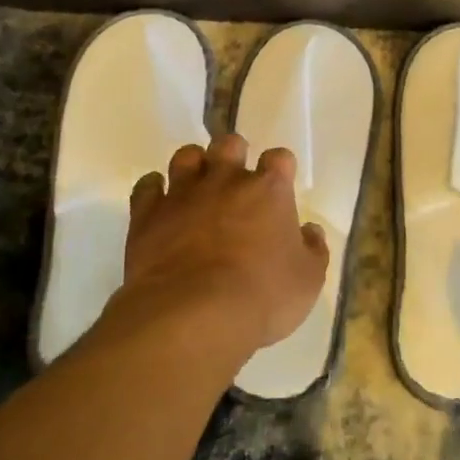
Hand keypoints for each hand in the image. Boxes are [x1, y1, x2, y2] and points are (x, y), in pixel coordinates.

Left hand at [113, 133, 327, 354]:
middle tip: (235, 180)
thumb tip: (310, 231)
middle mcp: (226, 180)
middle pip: (229, 144)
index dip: (280, 168)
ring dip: (193, 165)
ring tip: (196, 185)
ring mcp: (184, 194)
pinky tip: (159, 202)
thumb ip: (313, 250)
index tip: (279, 184)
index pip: (279, 158)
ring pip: (186, 156)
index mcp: (269, 190)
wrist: (194, 314)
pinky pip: (147, 186)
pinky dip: (153, 189)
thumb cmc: (263, 296)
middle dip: (233, 154)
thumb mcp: (308, 280)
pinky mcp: (148, 214)